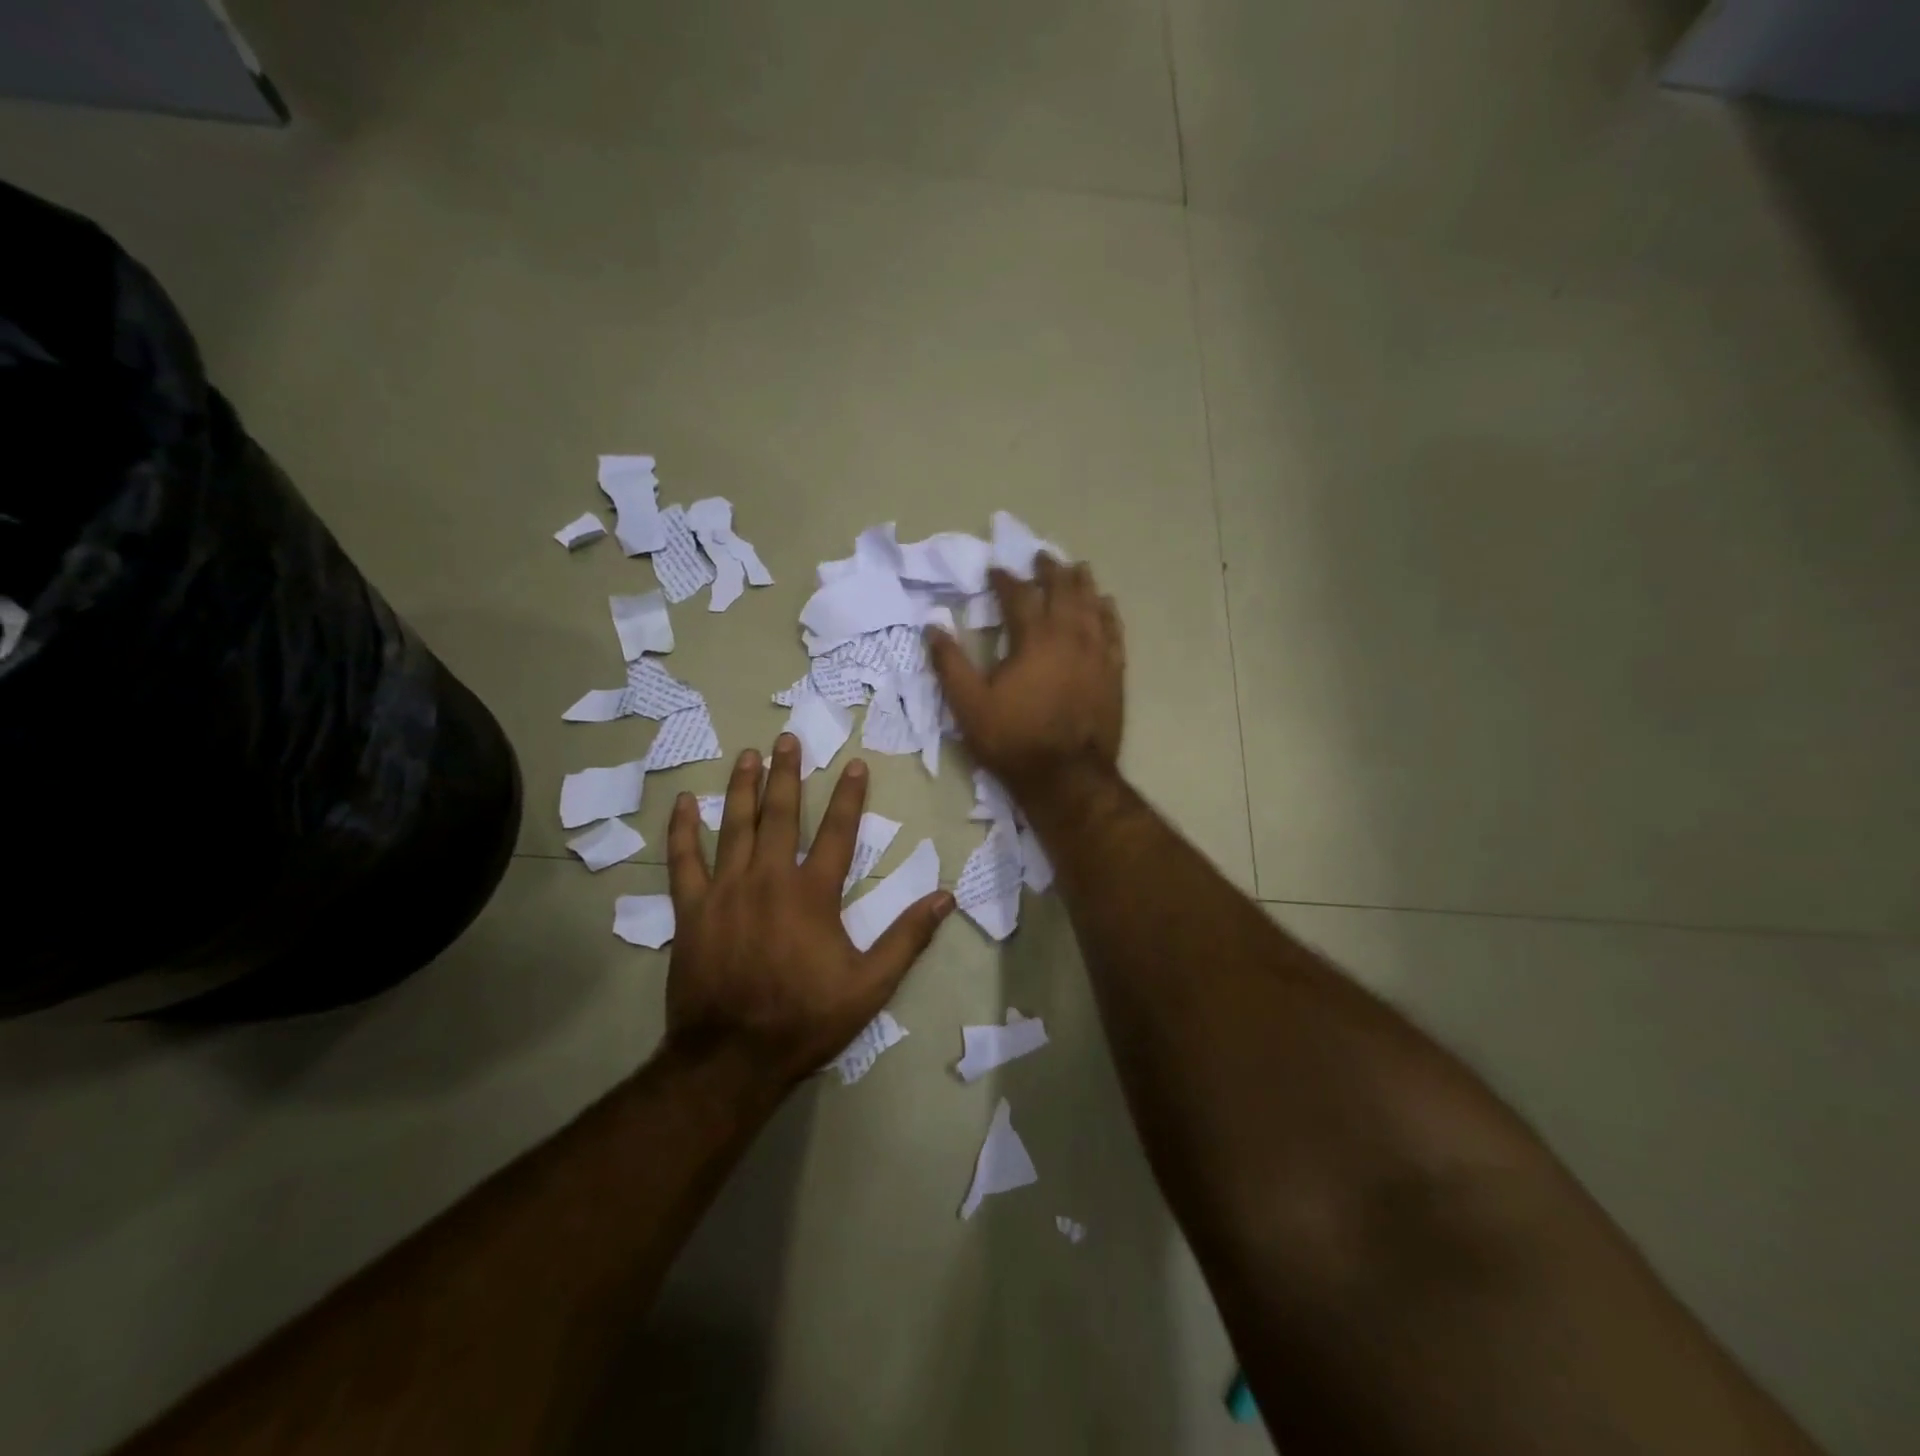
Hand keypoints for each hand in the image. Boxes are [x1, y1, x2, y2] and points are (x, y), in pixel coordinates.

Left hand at [664, 735, 952, 1088]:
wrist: (732, 1058)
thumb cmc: (805, 1019)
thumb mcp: (870, 986)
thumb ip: (907, 938)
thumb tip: (944, 898)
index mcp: (813, 893)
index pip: (837, 832)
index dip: (849, 796)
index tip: (854, 764)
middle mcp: (769, 879)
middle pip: (780, 814)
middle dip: (786, 773)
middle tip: (787, 739)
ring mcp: (725, 891)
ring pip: (735, 826)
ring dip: (742, 787)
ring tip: (748, 755)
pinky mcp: (692, 910)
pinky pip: (684, 861)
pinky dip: (683, 830)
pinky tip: (683, 803)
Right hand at [928, 556, 1125, 809]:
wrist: (1067, 777)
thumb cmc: (1014, 740)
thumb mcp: (969, 705)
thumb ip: (949, 663)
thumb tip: (932, 626)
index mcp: (1033, 638)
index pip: (1019, 595)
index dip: (1005, 579)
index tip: (995, 569)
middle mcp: (1070, 636)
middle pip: (1063, 590)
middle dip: (1050, 570)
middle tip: (1041, 557)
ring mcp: (1097, 653)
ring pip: (1093, 605)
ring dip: (1082, 583)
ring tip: (1077, 569)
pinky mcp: (1114, 672)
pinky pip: (1114, 631)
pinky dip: (1108, 612)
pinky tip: (1106, 604)